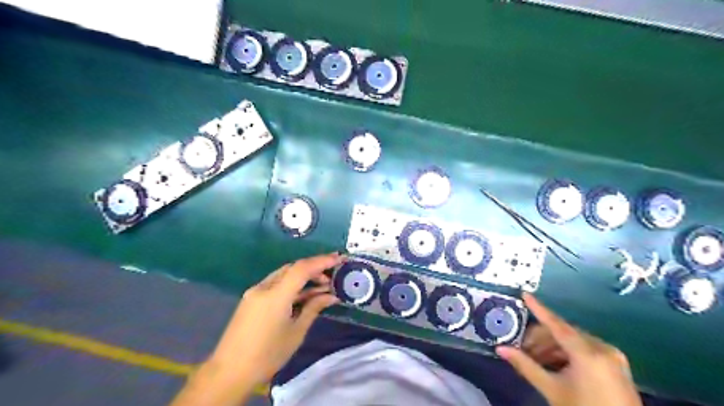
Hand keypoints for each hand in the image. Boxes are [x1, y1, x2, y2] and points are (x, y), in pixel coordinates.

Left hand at [172, 252, 345, 404]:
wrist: (229, 372)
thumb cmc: (267, 355)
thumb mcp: (296, 332)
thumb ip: (313, 308)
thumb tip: (331, 296)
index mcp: (276, 295)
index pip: (302, 268)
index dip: (322, 261)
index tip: (339, 258)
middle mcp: (264, 287)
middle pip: (292, 268)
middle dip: (314, 268)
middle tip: (332, 276)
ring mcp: (255, 292)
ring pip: (284, 275)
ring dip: (303, 277)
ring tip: (321, 287)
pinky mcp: (251, 299)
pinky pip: (275, 284)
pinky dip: (291, 285)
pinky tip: (303, 294)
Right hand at [495, 294, 640, 405]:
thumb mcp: (552, 390)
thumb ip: (526, 366)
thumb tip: (501, 349)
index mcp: (588, 353)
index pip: (556, 325)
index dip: (538, 309)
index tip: (525, 294)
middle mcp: (602, 349)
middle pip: (564, 332)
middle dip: (541, 338)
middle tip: (523, 347)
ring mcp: (612, 357)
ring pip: (574, 341)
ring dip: (553, 346)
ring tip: (536, 358)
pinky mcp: (616, 365)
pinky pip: (586, 350)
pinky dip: (568, 353)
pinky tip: (554, 364)